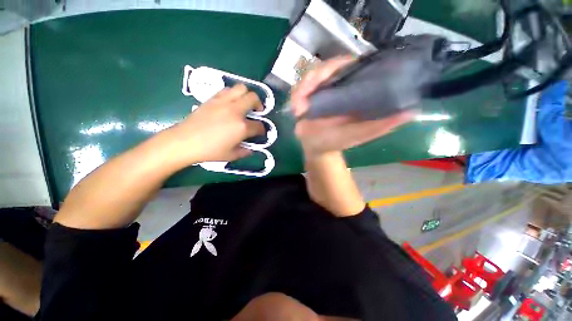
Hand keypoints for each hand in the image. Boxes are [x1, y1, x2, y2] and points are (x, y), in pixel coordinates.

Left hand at [161, 84, 264, 166]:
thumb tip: (251, 149)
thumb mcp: (231, 155)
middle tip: (257, 112)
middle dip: (259, 104)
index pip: (259, 126)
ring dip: (247, 95)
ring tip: (245, 104)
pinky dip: (233, 94)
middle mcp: (235, 111)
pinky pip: (227, 90)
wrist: (185, 141)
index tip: (260, 132)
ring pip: (241, 88)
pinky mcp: (213, 98)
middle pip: (253, 98)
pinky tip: (231, 103)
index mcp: (242, 127)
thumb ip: (245, 151)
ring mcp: (224, 102)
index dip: (262, 130)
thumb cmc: (210, 151)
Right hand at [291, 56, 416, 156]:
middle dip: (315, 78)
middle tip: (308, 98)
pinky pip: (299, 90)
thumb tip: (411, 111)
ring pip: (310, 77)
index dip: (343, 64)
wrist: (317, 148)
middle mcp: (336, 86)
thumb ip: (381, 125)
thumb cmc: (338, 141)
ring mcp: (319, 91)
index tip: (333, 73)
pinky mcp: (305, 97)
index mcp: (352, 91)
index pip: (352, 66)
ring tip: (298, 108)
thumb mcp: (360, 134)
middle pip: (326, 68)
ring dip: (303, 89)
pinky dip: (296, 97)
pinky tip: (296, 110)